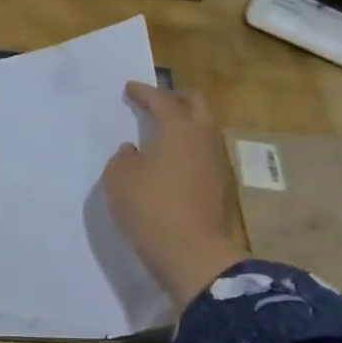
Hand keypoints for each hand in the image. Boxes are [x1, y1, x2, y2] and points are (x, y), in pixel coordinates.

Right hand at [102, 82, 243, 307]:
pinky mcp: (222, 187)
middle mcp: (204, 138)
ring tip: (164, 132)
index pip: (162, 100)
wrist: (192, 254)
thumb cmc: (150, 208)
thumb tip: (135, 151)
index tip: (130, 88)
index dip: (144, 92)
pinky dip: (189, 148)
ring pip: (205, 130)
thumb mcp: (119, 178)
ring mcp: (218, 163)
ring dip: (186, 124)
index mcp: (179, 128)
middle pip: (196, 105)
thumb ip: (123, 158)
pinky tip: (173, 161)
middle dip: (175, 98)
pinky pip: (204, 154)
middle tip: (155, 102)